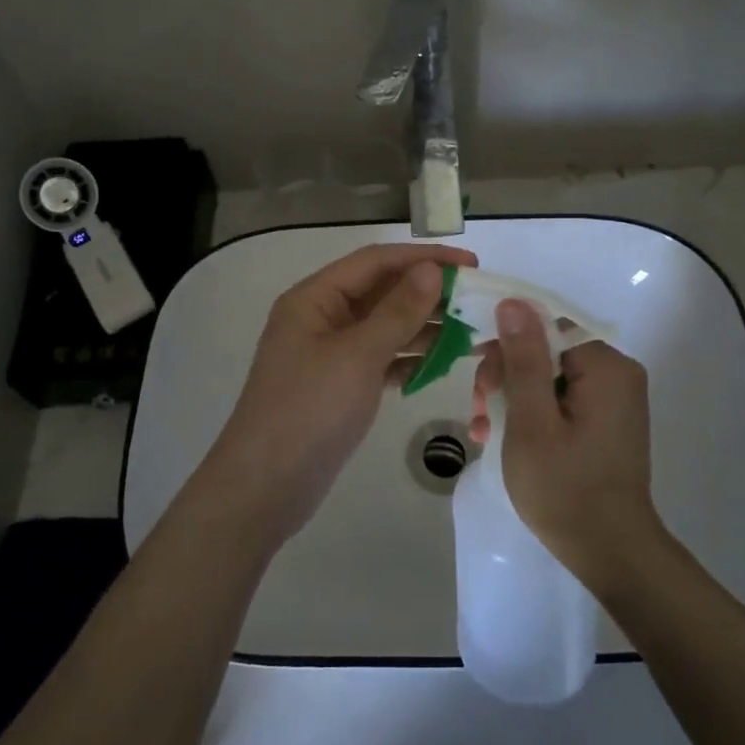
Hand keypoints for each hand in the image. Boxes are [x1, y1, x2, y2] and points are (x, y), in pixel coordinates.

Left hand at [200, 243, 476, 547]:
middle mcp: (322, 318)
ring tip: (471, 331)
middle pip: (382, 292)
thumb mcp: (358, 356)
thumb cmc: (309, 410)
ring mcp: (331, 353)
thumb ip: (398, 311)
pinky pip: (382, 359)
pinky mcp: (342, 385)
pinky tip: (443, 363)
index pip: (375, 262)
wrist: (266, 486)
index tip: (471, 262)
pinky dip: (410, 358)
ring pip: (385, 327)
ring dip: (424, 327)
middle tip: (478, 300)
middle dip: (428, 293)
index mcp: (315, 298)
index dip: (423, 258)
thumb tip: (432, 269)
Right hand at [471, 299, 660, 586]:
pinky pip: (560, 399)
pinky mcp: (605, 421)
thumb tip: (512, 301)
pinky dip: (531, 413)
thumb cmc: (565, 488)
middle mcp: (616, 372)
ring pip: (548, 376)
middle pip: (545, 350)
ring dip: (511, 398)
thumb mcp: (531, 421)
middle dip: (505, 377)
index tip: (480, 380)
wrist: (611, 553)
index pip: (545, 327)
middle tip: (479, 412)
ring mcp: (613, 399)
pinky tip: (501, 437)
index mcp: (605, 365)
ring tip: (482, 431)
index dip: (505, 346)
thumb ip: (523, 358)